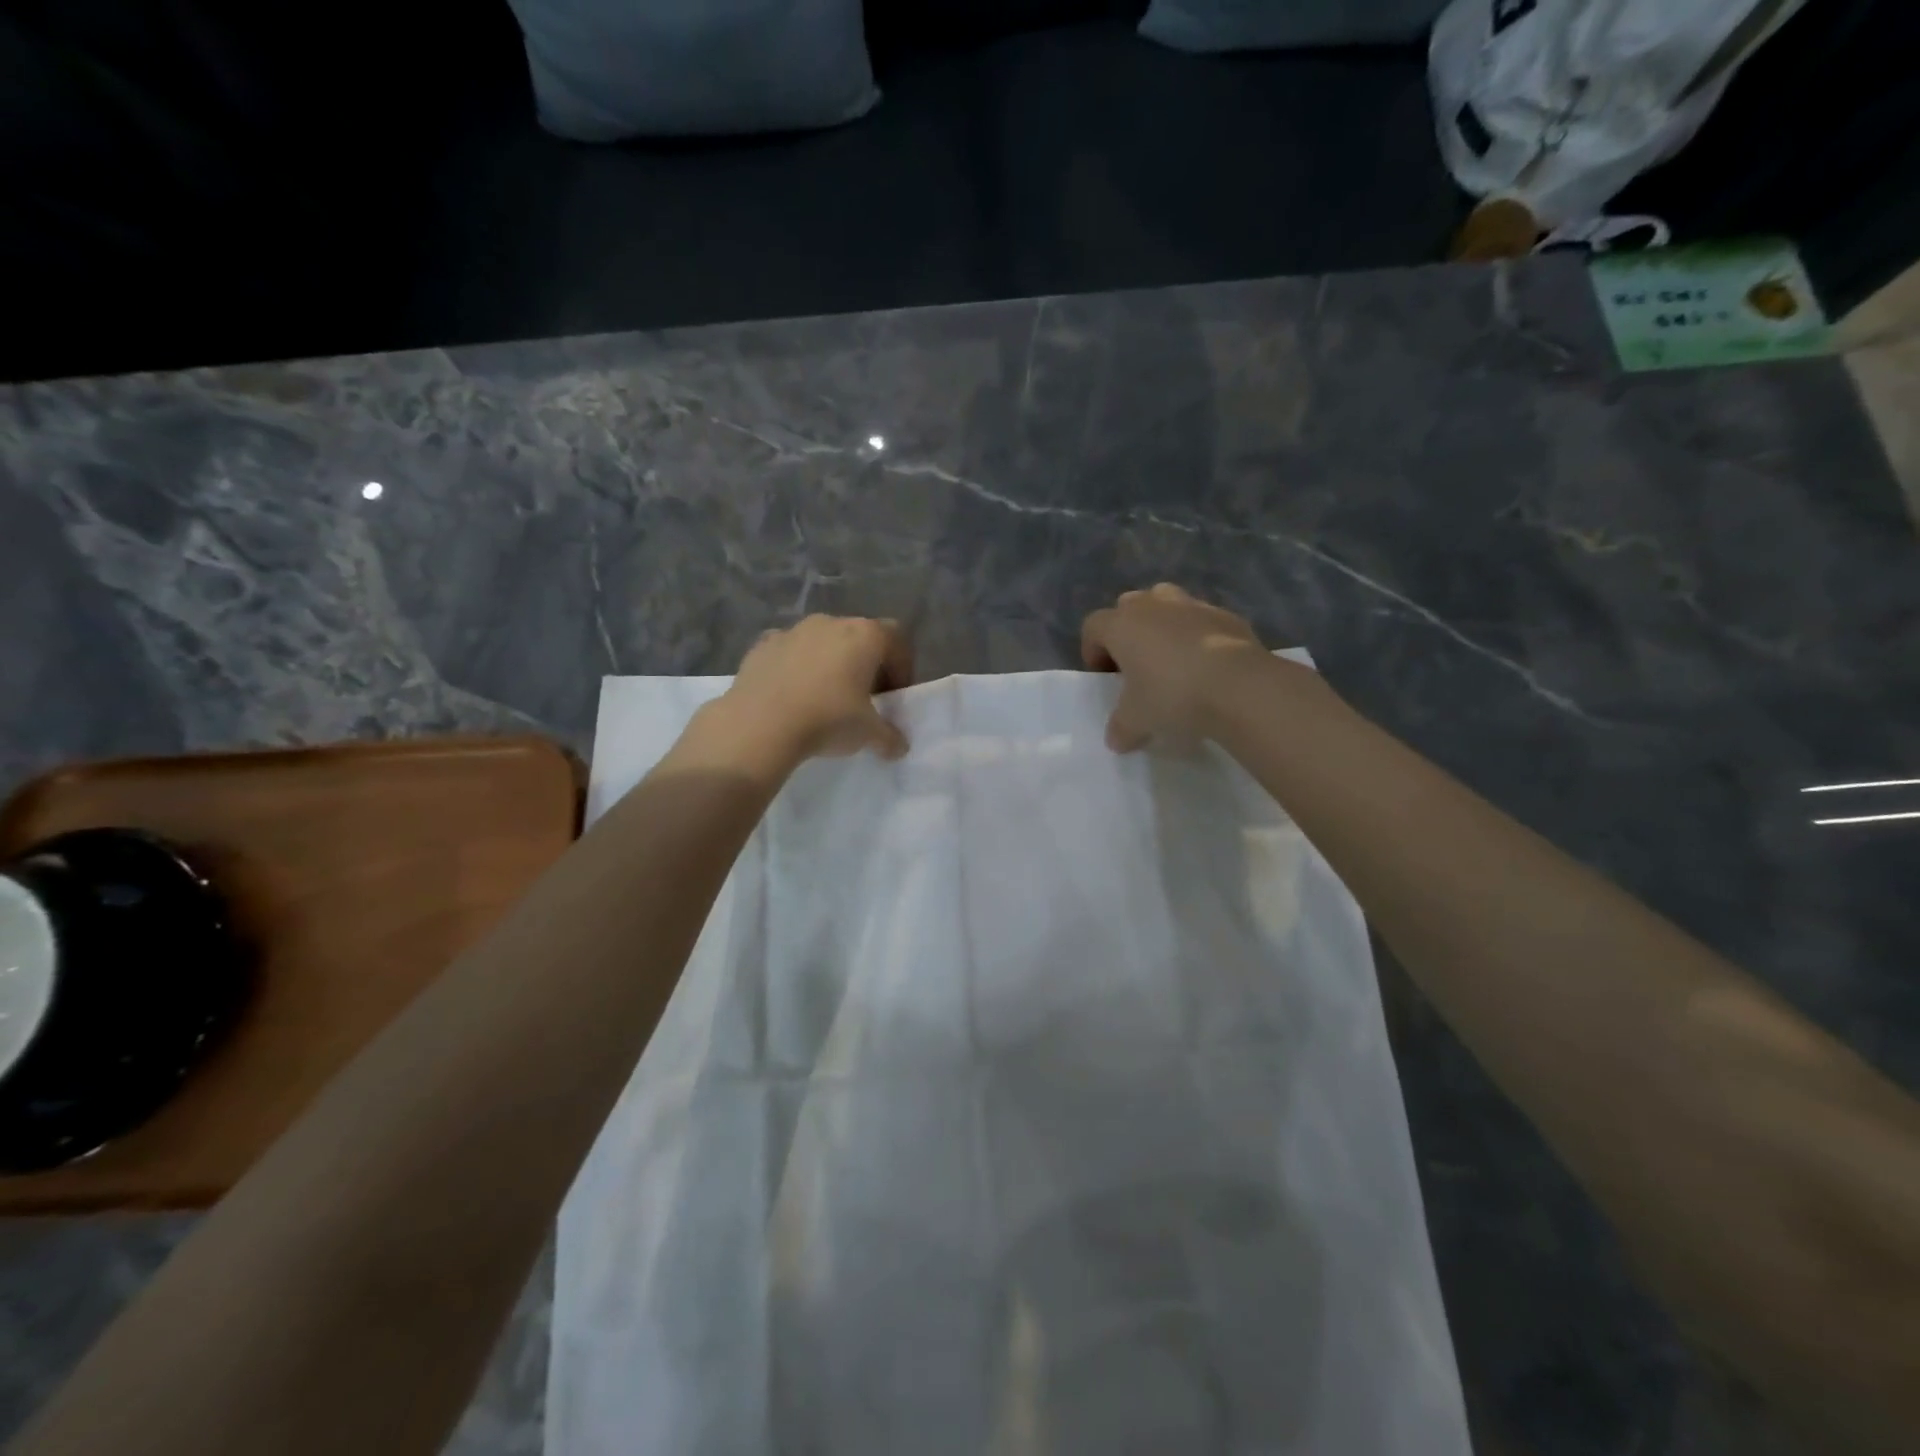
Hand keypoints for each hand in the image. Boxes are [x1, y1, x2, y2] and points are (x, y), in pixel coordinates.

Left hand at [704, 615, 913, 769]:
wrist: (759, 724)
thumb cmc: (827, 719)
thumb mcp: (869, 734)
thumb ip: (890, 737)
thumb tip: (899, 747)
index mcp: (864, 635)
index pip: (896, 639)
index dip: (901, 667)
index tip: (893, 695)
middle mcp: (831, 623)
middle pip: (859, 637)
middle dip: (865, 664)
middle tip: (863, 697)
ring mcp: (794, 630)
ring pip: (823, 641)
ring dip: (830, 663)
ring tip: (825, 697)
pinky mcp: (763, 644)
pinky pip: (790, 652)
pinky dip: (796, 667)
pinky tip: (792, 695)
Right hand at [1080, 584, 1273, 750]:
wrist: (1239, 686)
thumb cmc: (1172, 696)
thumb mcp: (1136, 720)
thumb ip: (1120, 727)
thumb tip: (1116, 739)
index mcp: (1122, 624)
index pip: (1094, 626)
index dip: (1093, 650)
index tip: (1104, 677)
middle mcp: (1154, 605)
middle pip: (1129, 606)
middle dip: (1128, 631)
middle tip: (1136, 664)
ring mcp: (1193, 606)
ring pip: (1167, 603)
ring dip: (1163, 625)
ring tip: (1171, 659)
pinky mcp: (1227, 615)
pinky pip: (1202, 620)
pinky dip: (1198, 636)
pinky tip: (1206, 666)